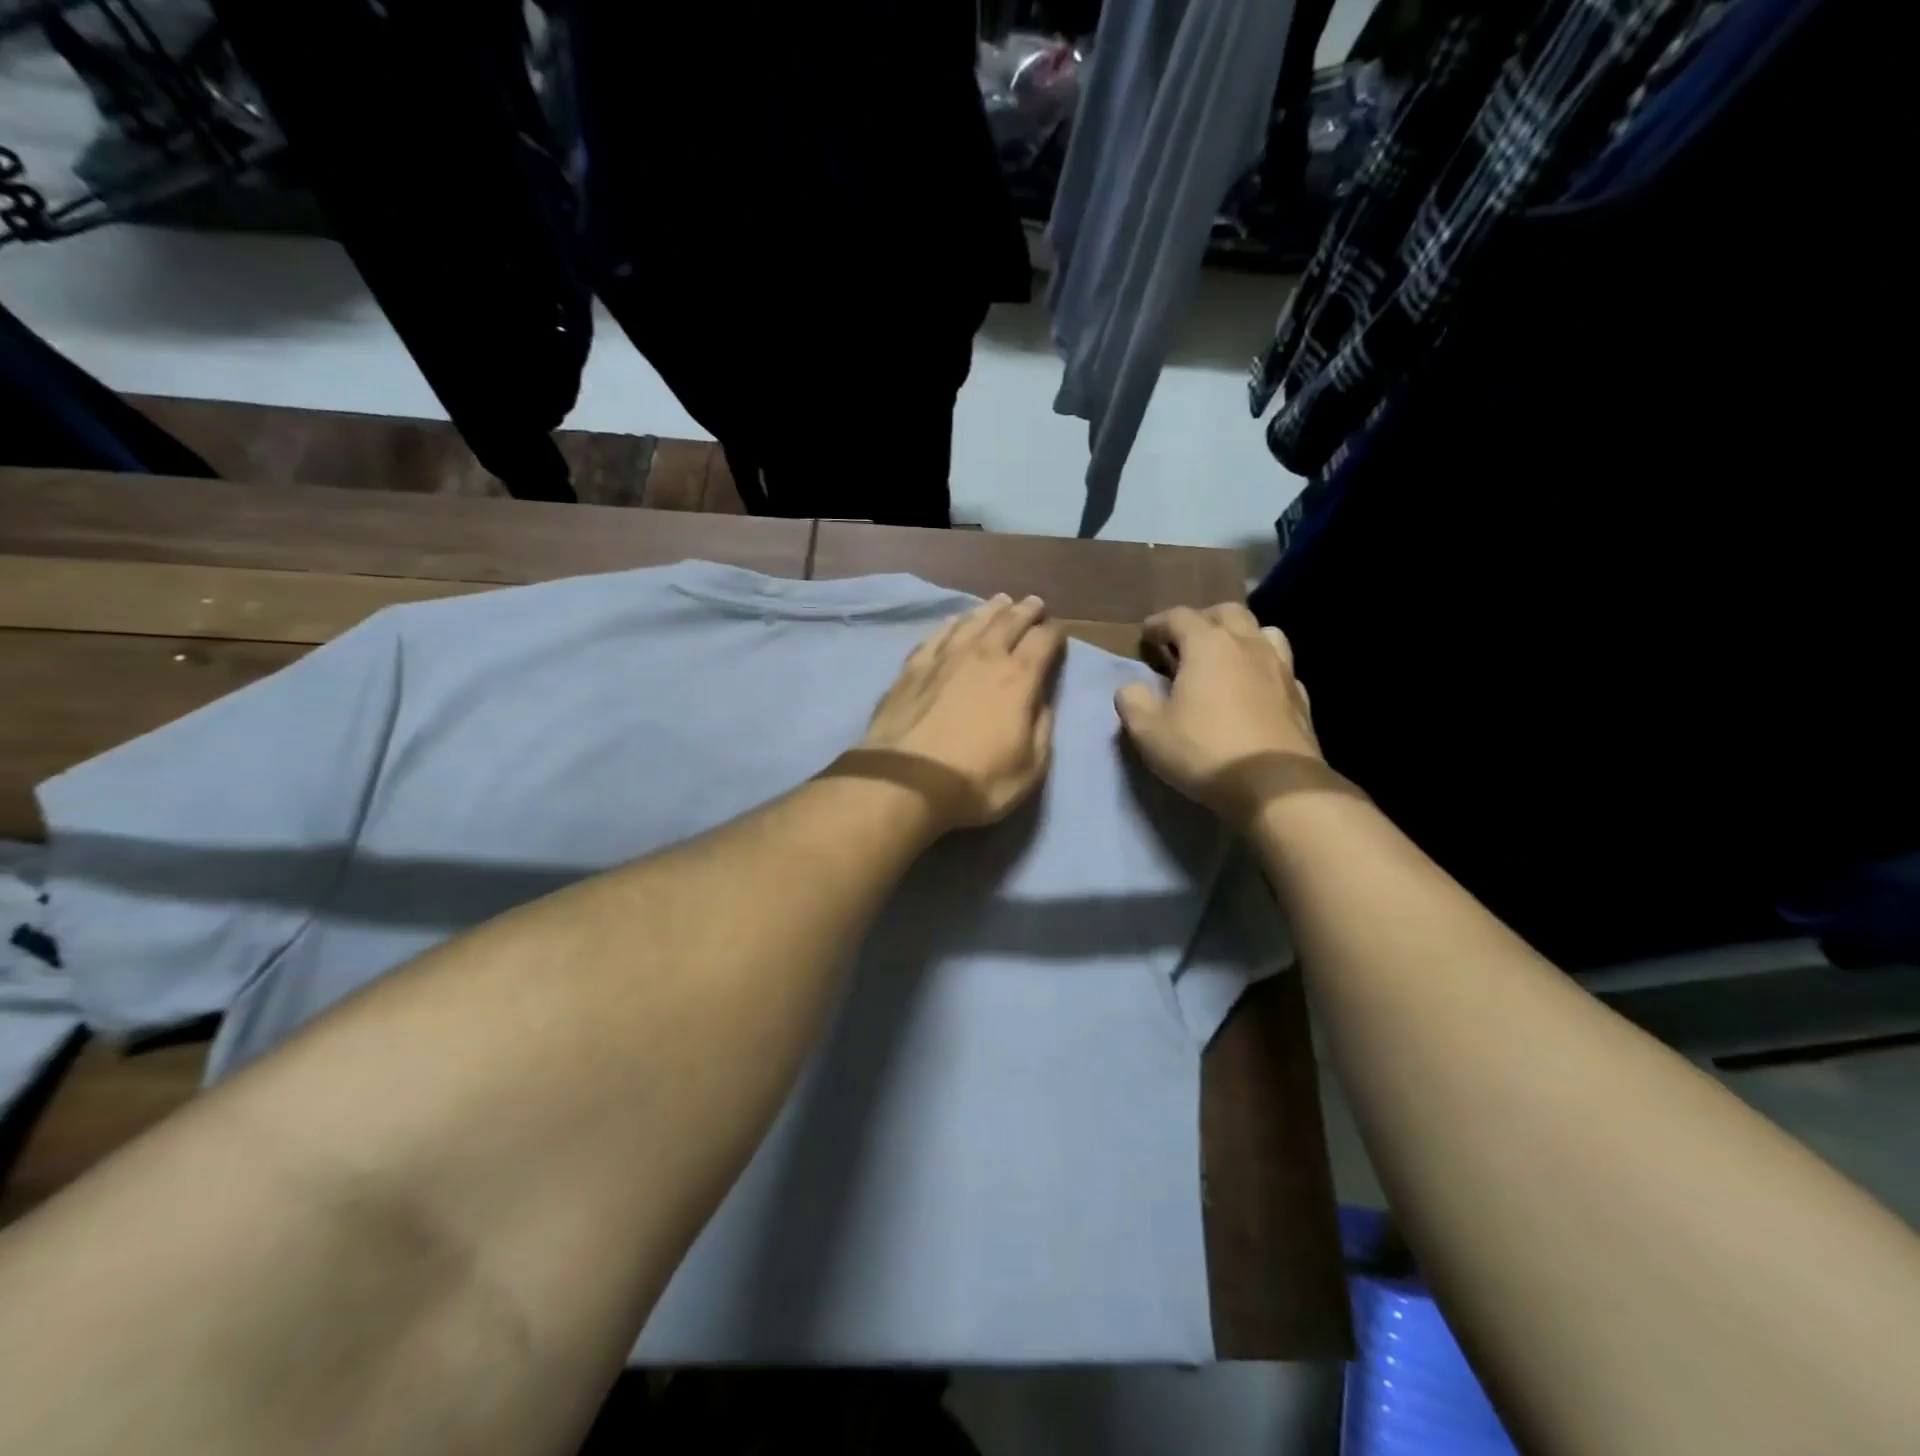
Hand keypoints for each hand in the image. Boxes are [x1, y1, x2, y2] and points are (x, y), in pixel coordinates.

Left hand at [855, 594, 1065, 832]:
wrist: (905, 782)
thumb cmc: (976, 781)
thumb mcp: (1029, 767)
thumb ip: (1041, 727)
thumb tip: (1040, 700)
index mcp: (1018, 678)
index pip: (1043, 641)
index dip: (1055, 632)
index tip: (1059, 630)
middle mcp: (983, 656)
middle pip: (1009, 622)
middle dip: (1025, 611)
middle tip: (1034, 603)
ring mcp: (944, 657)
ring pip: (973, 621)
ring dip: (991, 609)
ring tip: (1001, 602)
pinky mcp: (912, 667)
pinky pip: (938, 634)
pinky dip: (952, 623)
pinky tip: (955, 621)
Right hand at [1114, 603, 1325, 829]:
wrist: (1275, 786)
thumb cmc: (1204, 751)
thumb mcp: (1149, 732)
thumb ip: (1133, 702)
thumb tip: (1131, 687)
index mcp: (1208, 645)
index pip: (1179, 616)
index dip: (1158, 623)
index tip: (1146, 636)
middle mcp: (1247, 645)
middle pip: (1226, 612)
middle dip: (1202, 620)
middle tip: (1185, 642)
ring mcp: (1280, 668)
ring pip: (1262, 632)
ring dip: (1240, 637)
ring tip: (1225, 658)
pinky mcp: (1300, 697)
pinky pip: (1280, 667)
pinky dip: (1263, 669)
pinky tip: (1254, 689)